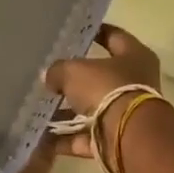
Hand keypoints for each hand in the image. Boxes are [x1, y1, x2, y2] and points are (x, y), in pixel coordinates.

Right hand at [44, 25, 162, 158]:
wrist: (128, 137)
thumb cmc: (107, 89)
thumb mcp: (75, 71)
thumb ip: (58, 70)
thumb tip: (49, 77)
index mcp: (134, 57)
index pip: (115, 36)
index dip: (96, 32)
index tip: (76, 33)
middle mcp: (135, 84)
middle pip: (101, 77)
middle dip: (75, 79)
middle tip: (49, 75)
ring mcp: (125, 114)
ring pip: (91, 110)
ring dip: (66, 112)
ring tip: (38, 109)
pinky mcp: (114, 140)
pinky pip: (84, 137)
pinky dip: (64, 139)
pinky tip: (40, 136)